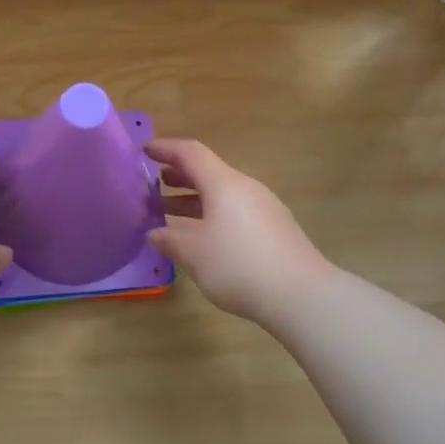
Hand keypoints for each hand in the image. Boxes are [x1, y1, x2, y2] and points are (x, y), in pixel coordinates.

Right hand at [147, 139, 334, 324]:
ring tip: (170, 212)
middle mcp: (245, 188)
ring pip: (222, 195)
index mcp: (224, 183)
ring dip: (194, 200)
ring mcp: (264, 208)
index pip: (190, 153)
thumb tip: (154, 233)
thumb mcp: (194, 253)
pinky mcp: (274, 229)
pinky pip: (235, 212)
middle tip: (153, 185)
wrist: (300, 295)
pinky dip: (212, 215)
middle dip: (178, 176)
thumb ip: (170, 239)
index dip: (165, 148)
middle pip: (208, 172)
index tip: (144, 151)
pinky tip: (203, 237)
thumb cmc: (238, 265)